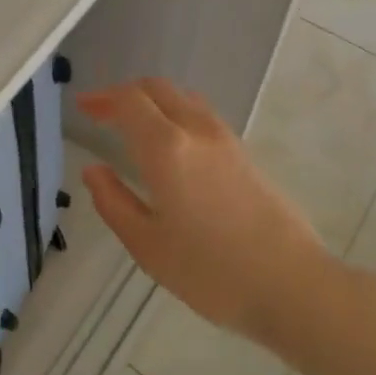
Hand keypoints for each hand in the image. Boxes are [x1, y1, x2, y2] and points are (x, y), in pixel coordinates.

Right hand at [79, 77, 325, 345]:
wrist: (292, 285)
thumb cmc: (211, 272)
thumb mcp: (147, 245)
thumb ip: (114, 202)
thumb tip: (93, 170)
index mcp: (166, 148)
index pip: (129, 101)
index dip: (102, 98)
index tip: (83, 106)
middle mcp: (196, 130)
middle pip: (157, 89)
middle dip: (125, 94)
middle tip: (101, 112)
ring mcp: (226, 139)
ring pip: (183, 98)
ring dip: (154, 100)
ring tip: (134, 124)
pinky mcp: (245, 154)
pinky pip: (202, 115)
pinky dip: (176, 113)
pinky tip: (172, 144)